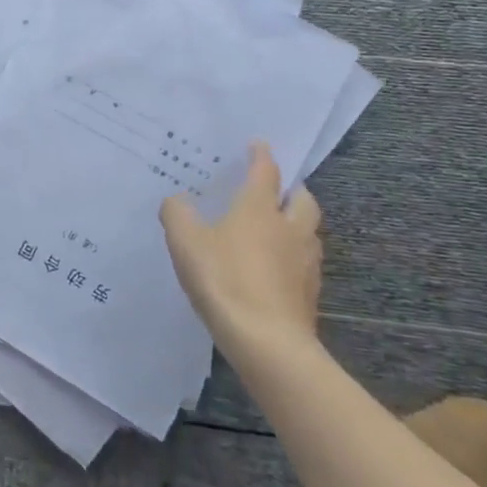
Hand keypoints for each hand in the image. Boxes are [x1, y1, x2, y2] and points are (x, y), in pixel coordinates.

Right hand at [161, 142, 322, 353]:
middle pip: (302, 198)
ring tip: (275, 229)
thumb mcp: (185, 242)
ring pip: (308, 231)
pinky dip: (292, 257)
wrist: (267, 342)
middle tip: (274, 190)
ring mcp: (304, 262)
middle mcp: (289, 227)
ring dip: (296, 223)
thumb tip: (178, 200)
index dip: (261, 155)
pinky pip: (304, 263)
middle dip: (290, 189)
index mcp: (259, 208)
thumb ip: (177, 214)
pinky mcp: (309, 293)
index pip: (265, 171)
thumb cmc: (224, 279)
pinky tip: (274, 268)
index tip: (257, 144)